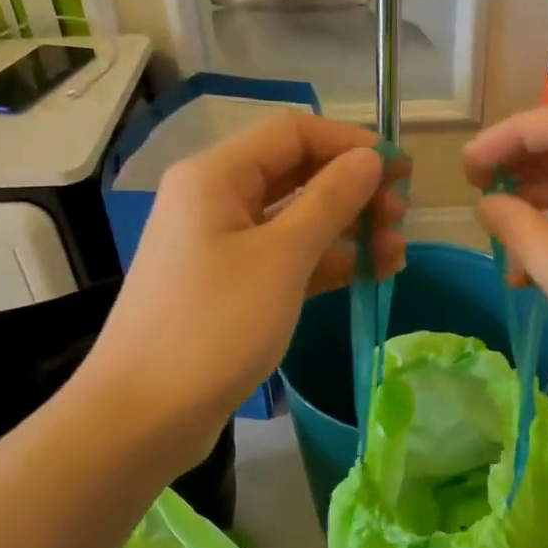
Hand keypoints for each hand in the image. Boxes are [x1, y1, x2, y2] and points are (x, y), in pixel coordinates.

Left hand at [83, 111, 405, 466]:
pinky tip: (366, 275)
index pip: (293, 133)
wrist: (146, 414)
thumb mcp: (281, 259)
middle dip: (353, 191)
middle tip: (401, 219)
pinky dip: (323, 264)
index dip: (351, 144)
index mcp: (216, 176)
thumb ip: (329, 202)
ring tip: (395, 255)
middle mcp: (214, 201)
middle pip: (295, 175)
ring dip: (346, 231)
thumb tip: (368, 159)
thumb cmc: (214, 326)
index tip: (402, 171)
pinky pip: (284, 261)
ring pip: (294, 222)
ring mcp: (220, 247)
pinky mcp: (229, 289)